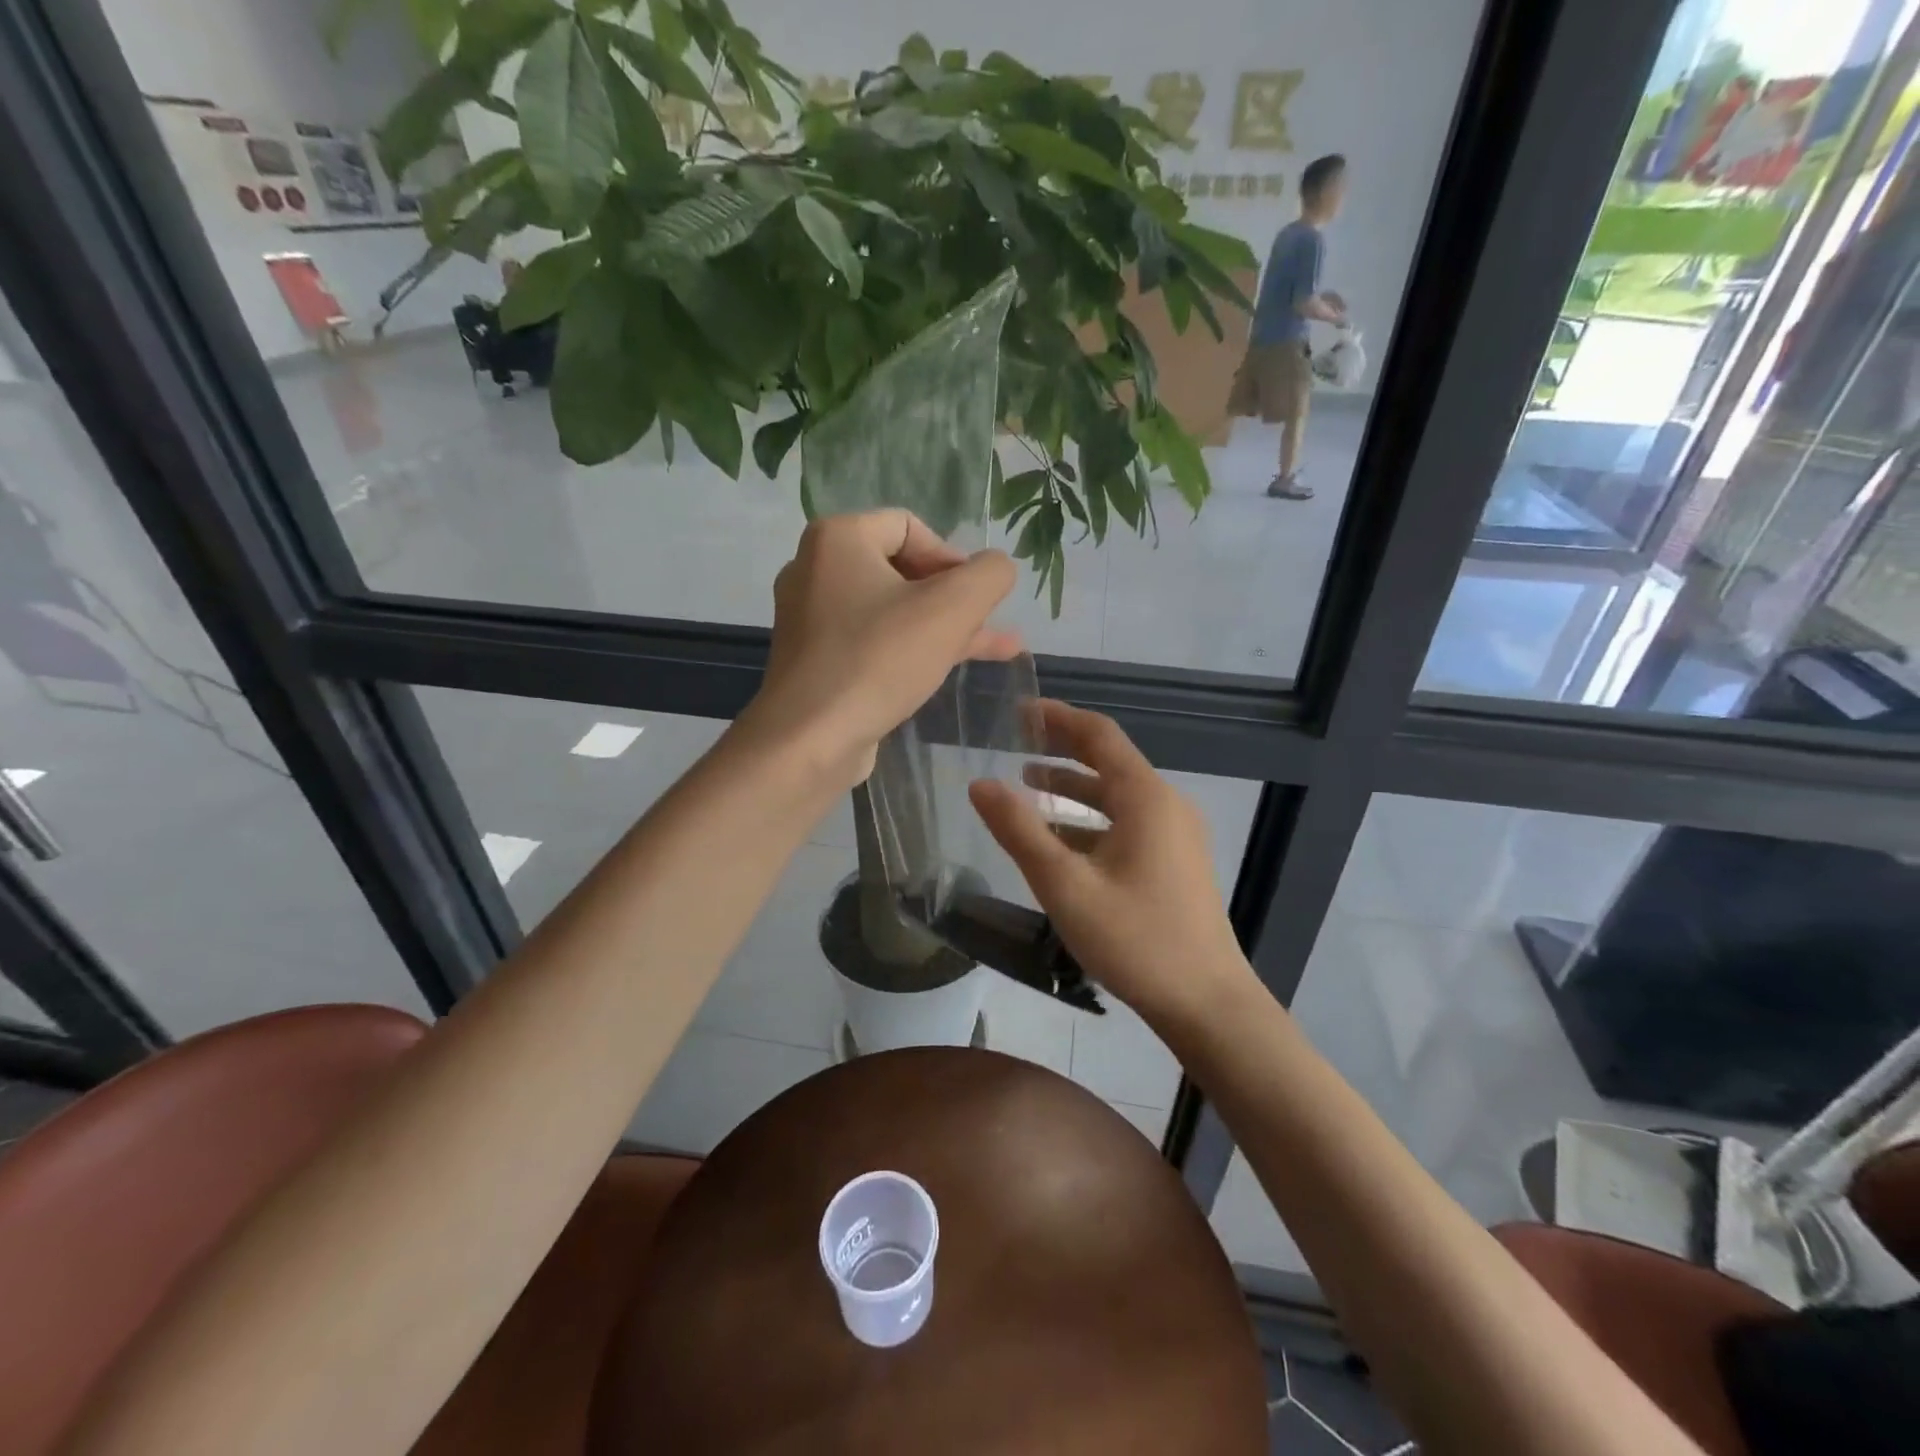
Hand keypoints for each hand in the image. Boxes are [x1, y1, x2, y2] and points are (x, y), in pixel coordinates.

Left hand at [743, 511, 1019, 787]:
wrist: (810, 739)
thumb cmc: (880, 660)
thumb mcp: (952, 608)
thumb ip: (989, 575)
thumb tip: (997, 568)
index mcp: (838, 539)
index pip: (910, 527)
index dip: (954, 558)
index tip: (977, 598)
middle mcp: (816, 569)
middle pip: (902, 569)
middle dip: (954, 597)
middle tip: (988, 623)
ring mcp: (812, 618)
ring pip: (893, 610)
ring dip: (944, 626)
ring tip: (999, 646)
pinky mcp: (817, 660)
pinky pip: (874, 641)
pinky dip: (913, 648)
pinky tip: (954, 666)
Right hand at [970, 700, 1254, 1028]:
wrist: (1206, 1002)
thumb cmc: (1135, 939)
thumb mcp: (1065, 885)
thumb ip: (1020, 831)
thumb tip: (980, 784)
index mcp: (1145, 798)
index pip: (1099, 735)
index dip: (1057, 717)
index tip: (1018, 710)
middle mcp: (1165, 805)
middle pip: (1109, 761)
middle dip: (1062, 748)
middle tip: (1016, 740)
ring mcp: (1175, 834)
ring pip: (1116, 796)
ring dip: (1073, 788)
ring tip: (1027, 785)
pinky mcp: (1175, 862)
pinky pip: (1127, 823)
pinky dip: (1091, 820)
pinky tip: (1060, 839)